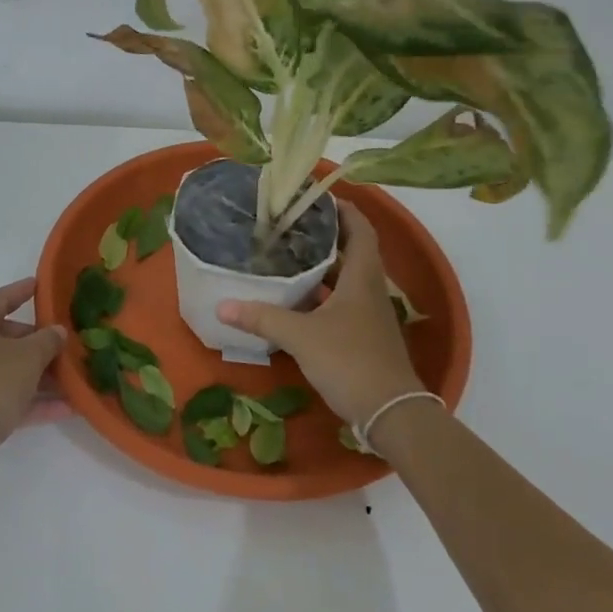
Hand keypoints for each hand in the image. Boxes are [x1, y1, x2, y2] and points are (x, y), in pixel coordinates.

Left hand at [0, 278, 66, 488]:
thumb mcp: (27, 357)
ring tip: (72, 378)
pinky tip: (66, 408)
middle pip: (7, 336)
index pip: (1, 298)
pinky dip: (32, 400)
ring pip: (9, 369)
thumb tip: (57, 331)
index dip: (22, 291)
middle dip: (38, 341)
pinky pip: (7, 397)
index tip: (42, 286)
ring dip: (40, 374)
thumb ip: (47, 340)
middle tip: (65, 343)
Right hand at [217, 203, 426, 431]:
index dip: (345, 209)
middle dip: (327, 235)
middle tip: (292, 224)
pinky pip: (343, 303)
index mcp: (362, 277)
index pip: (361, 229)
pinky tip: (297, 300)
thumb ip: (263, 318)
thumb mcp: (301, 336)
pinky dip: (323, 295)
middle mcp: (370, 290)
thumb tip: (222, 305)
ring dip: (324, 266)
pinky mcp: (364, 336)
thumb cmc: (350, 361)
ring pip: (347, 279)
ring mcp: (369, 315)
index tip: (318, 197)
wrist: (391, 413)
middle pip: (353, 251)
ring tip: (289, 255)